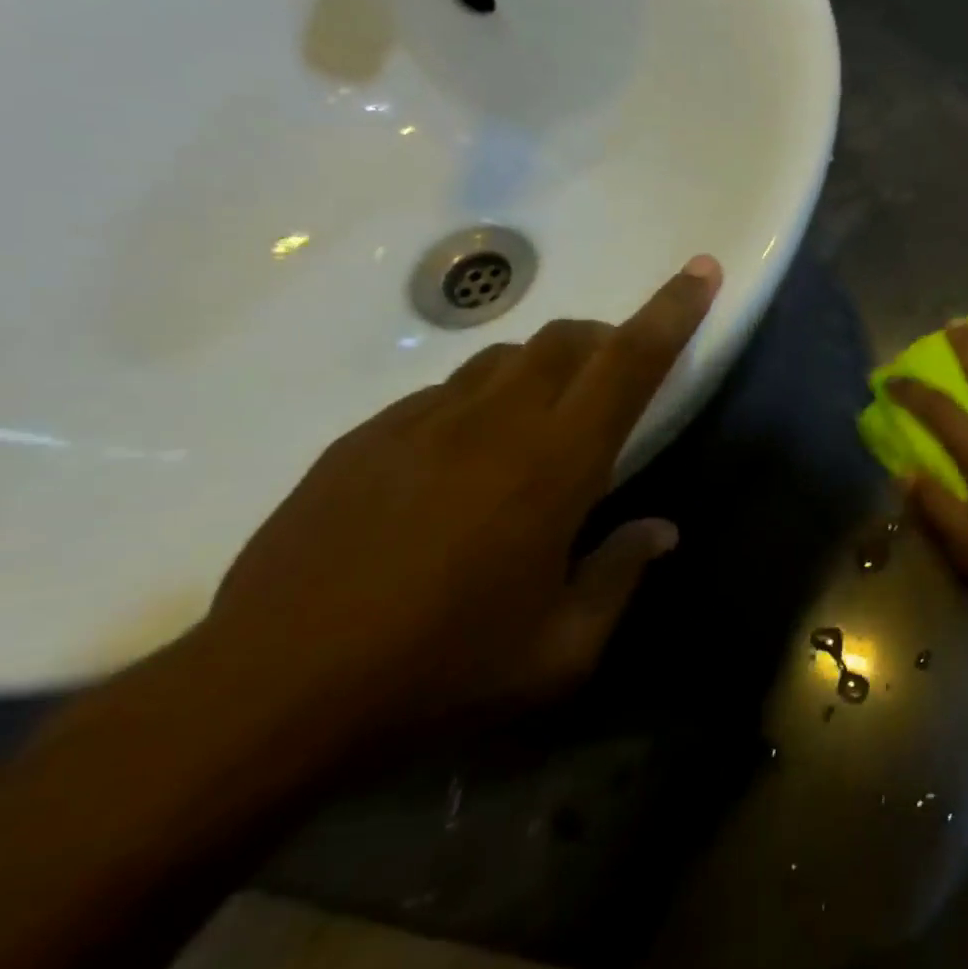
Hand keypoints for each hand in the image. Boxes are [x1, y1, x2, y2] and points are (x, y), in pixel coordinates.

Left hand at [196, 256, 722, 742]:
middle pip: (566, 340)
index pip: (630, 362)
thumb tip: (660, 530)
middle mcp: (492, 424)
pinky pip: (443, 393)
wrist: (265, 699)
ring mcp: (419, 424)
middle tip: (620, 377)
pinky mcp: (363, 440)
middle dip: (608, 338)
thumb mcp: (561, 652)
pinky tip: (463, 464)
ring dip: (545, 369)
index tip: (701, 269)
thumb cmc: (441, 675)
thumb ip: (620, 576)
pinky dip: (480, 403)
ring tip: (544, 423)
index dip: (673, 310)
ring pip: (504, 359)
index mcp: (555, 466)